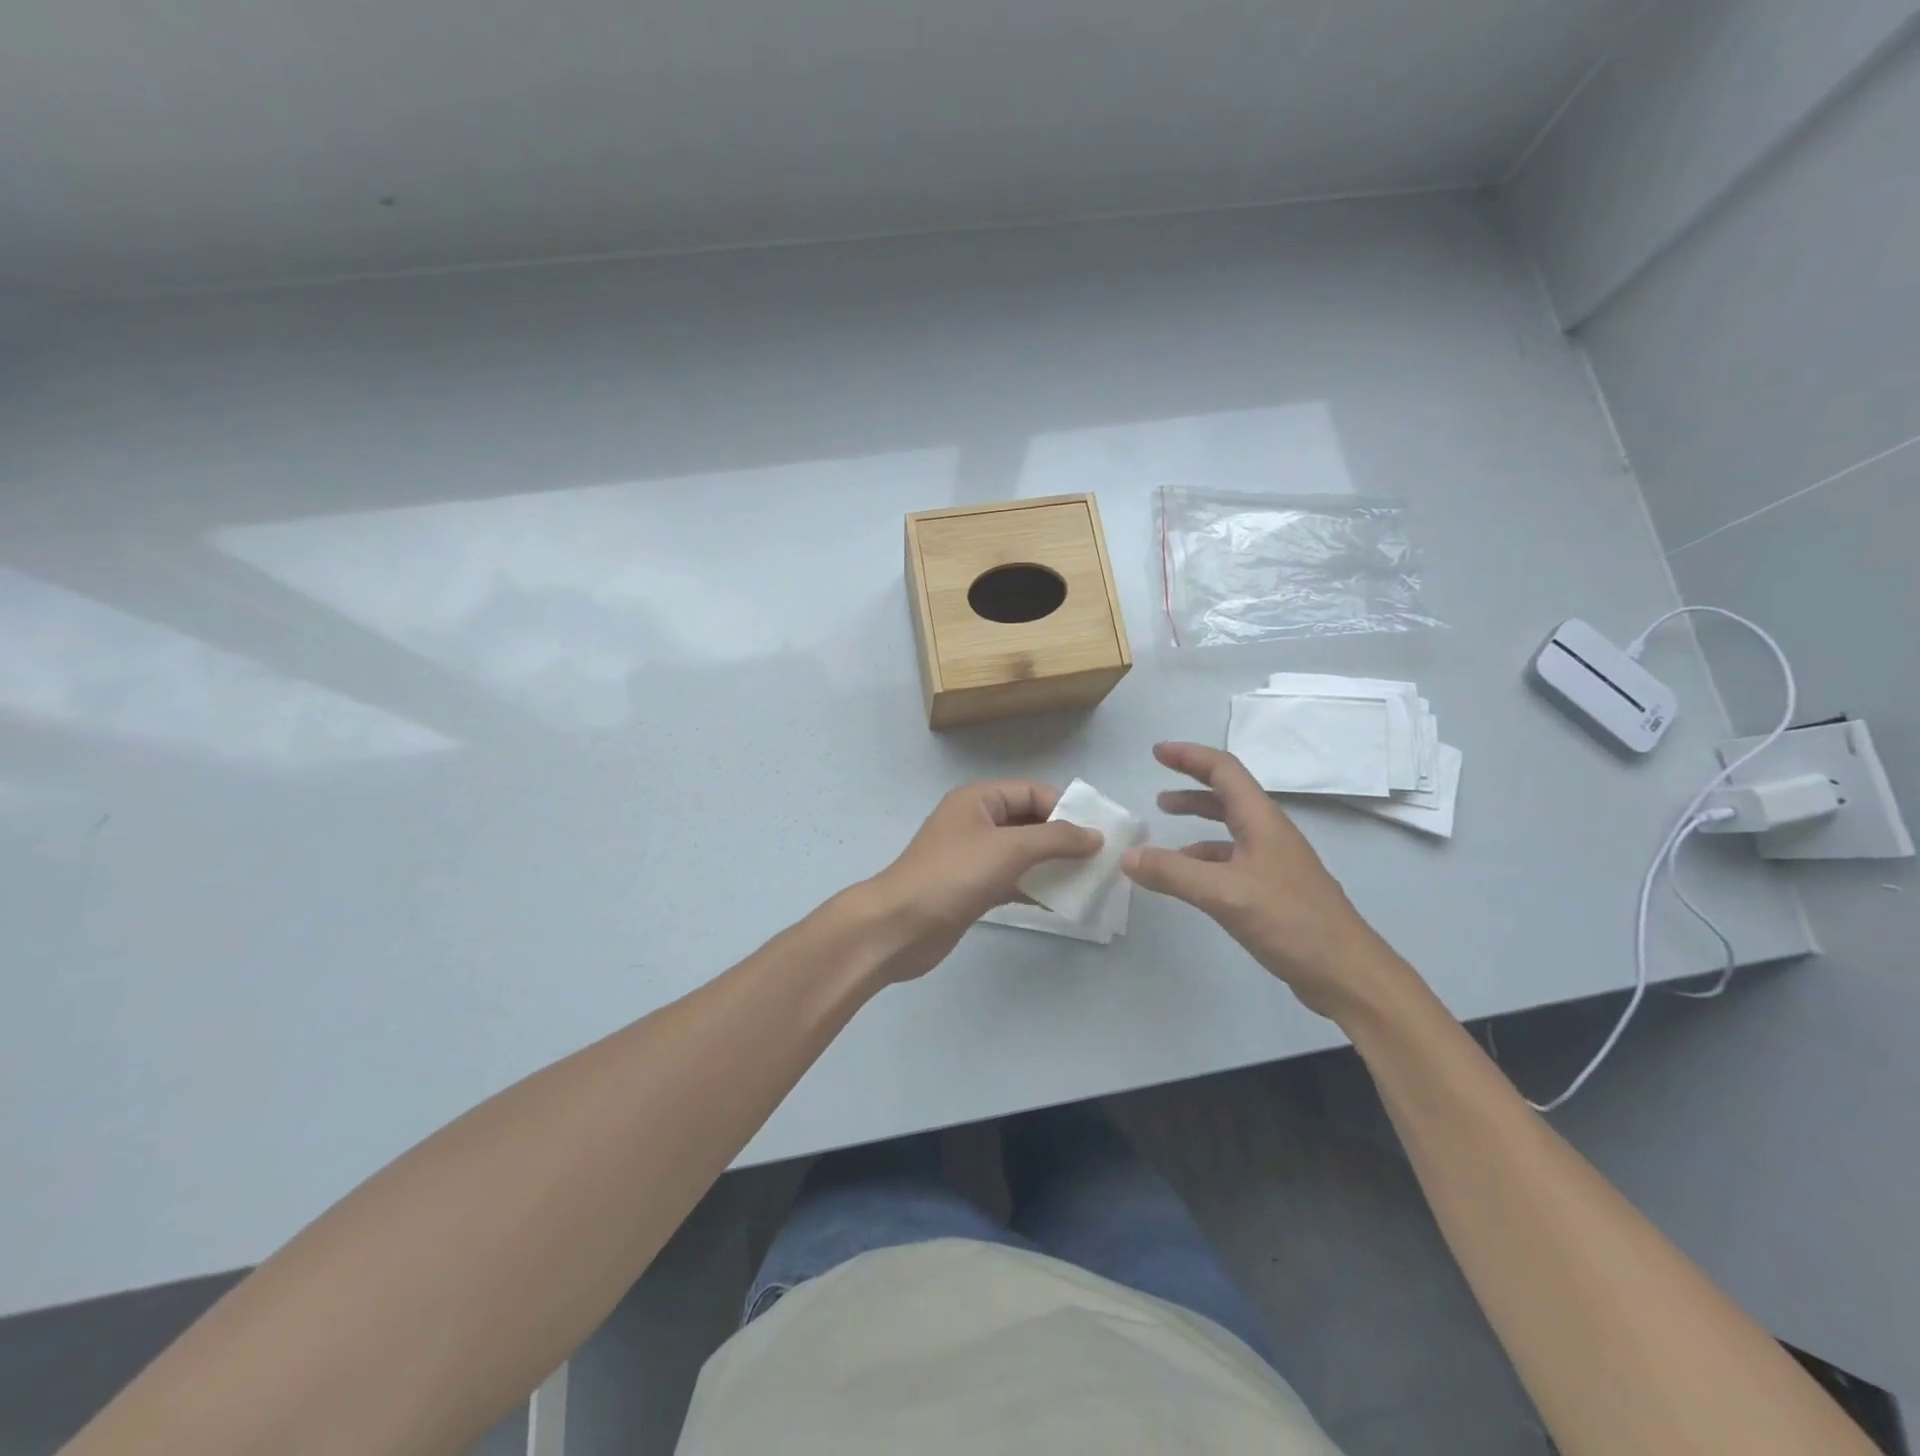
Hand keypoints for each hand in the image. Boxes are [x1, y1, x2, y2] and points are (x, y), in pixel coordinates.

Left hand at [860, 781, 1101, 981]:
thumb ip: (1056, 839)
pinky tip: (1063, 903)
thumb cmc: (954, 875)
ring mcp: (973, 857)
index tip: (1099, 833)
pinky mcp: (972, 888)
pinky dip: (1035, 888)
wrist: (900, 926)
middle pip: (1029, 821)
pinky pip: (1012, 880)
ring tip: (1090, 880)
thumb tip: (1095, 835)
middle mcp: (976, 822)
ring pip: (1022, 853)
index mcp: (979, 799)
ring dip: (1053, 865)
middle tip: (1100, 858)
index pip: (1032, 792)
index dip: (1066, 809)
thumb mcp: (1009, 848)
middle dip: (1063, 838)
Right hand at [1122, 742, 1406, 1019]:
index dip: (1189, 756)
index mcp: (1262, 821)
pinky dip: (1204, 856)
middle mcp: (1269, 833)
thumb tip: (1127, 856)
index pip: (1224, 770)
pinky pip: (1232, 858)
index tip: (1156, 752)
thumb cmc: (1289, 921)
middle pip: (1227, 794)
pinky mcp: (1274, 890)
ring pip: (1229, 827)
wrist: (1346, 973)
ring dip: (1197, 819)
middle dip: (1191, 784)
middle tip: (1156, 786)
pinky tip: (1188, 876)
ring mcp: (1274, 862)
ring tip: (1165, 824)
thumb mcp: (1223, 894)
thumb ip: (1172, 873)